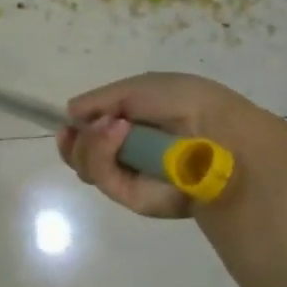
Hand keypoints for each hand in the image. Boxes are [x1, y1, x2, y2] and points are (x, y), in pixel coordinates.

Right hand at [57, 72, 271, 218]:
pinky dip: (102, 153)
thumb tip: (71, 113)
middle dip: (77, 140)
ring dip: (91, 143)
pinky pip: (102, 178)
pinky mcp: (134, 199)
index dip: (77, 128)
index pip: (93, 132)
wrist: (217, 134)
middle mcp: (130, 153)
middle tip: (89, 125)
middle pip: (82, 154)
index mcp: (135, 124)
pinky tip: (118, 134)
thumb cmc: (183, 102)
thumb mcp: (138, 88)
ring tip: (114, 127)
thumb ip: (100, 100)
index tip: (69, 121)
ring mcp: (132, 177)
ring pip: (86, 167)